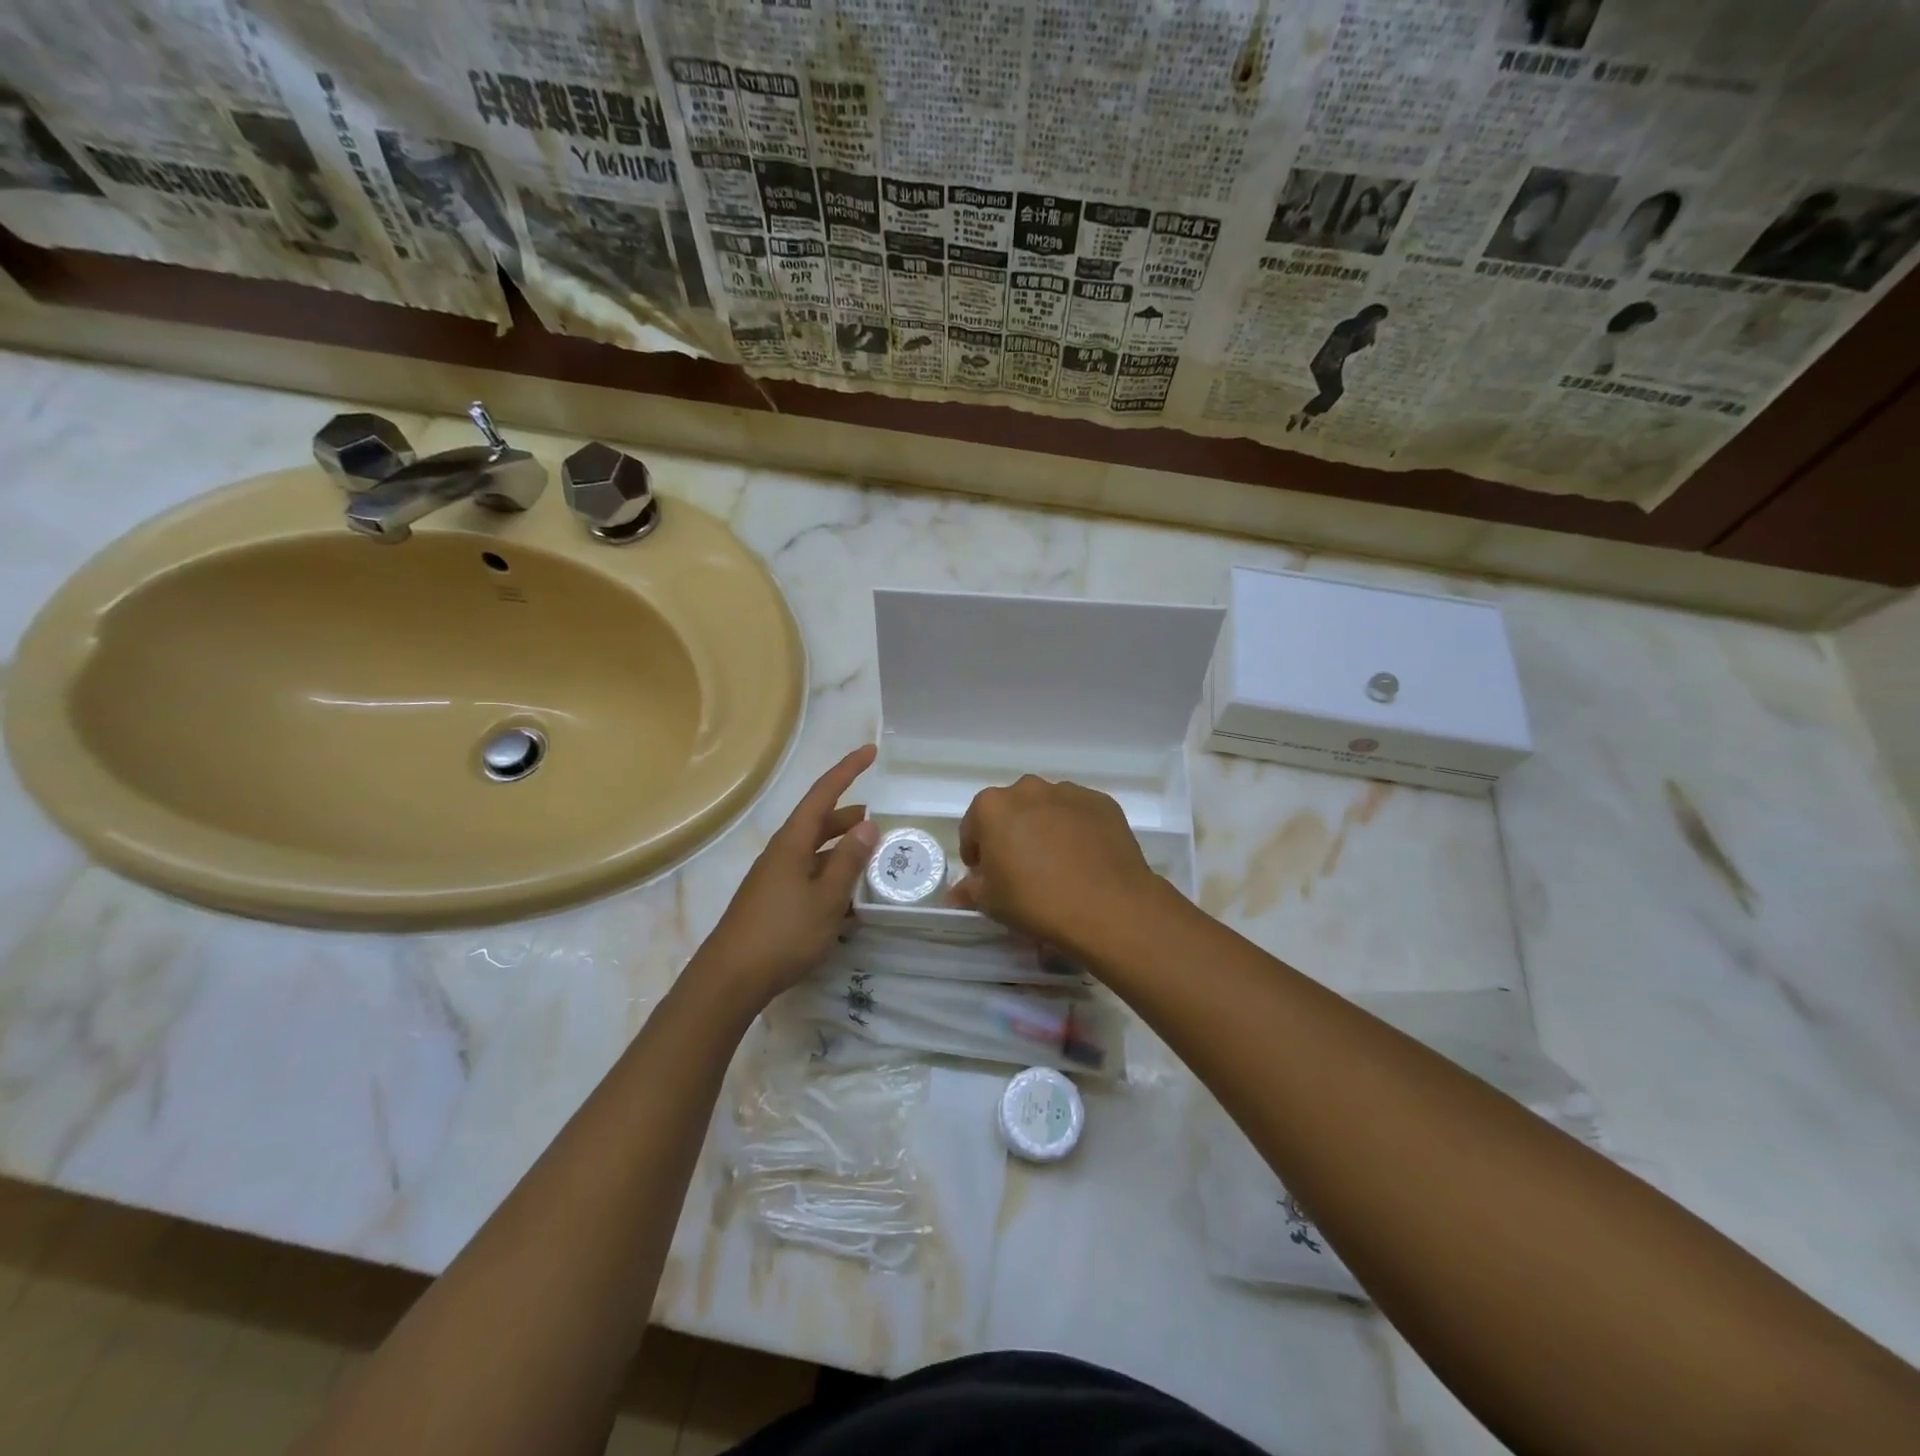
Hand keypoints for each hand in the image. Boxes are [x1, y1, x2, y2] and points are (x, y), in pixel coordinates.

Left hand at [691, 744, 878, 1009]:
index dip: (848, 771)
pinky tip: (849, 904)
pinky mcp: (773, 902)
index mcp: (792, 843)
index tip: (871, 751)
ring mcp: (775, 879)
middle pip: (818, 823)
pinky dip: (830, 880)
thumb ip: (848, 861)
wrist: (730, 980)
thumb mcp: (826, 898)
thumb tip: (867, 824)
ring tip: (870, 860)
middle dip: (848, 818)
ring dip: (842, 852)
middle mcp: (781, 853)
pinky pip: (808, 878)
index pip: (823, 794)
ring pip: (815, 853)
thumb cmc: (782, 934)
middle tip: (879, 822)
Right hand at [951, 774, 1162, 951]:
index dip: (976, 851)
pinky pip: (1079, 814)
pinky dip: (1076, 829)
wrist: (1108, 906)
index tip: (984, 874)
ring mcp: (1069, 792)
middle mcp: (1029, 789)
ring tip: (1056, 863)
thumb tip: (956, 892)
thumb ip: (970, 890)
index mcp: (993, 807)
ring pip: (1046, 808)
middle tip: (1020, 868)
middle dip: (1011, 833)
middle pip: (1011, 810)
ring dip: (1044, 827)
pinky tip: (1083, 859)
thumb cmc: (1037, 902)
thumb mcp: (992, 903)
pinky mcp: (1102, 802)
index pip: (973, 826)